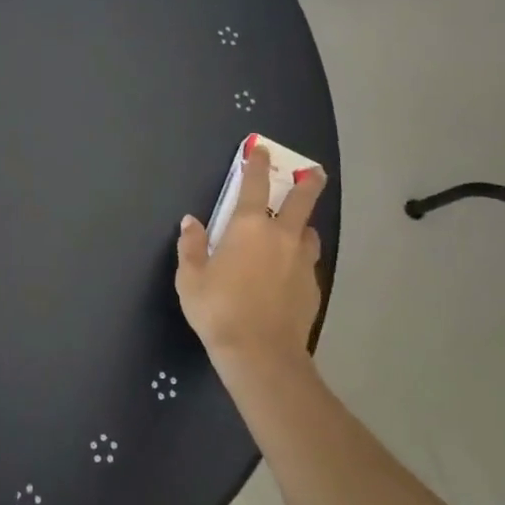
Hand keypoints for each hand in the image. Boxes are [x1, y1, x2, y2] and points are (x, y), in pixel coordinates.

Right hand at [176, 144, 325, 366]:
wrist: (261, 354)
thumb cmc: (218, 309)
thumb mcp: (191, 278)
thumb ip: (191, 246)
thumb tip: (191, 222)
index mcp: (249, 227)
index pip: (255, 185)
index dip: (257, 164)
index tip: (260, 149)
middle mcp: (281, 237)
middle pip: (302, 201)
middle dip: (308, 182)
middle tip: (314, 172)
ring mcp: (302, 262)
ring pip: (309, 234)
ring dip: (303, 226)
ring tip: (295, 231)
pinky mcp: (312, 288)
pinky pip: (307, 264)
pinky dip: (299, 260)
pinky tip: (289, 273)